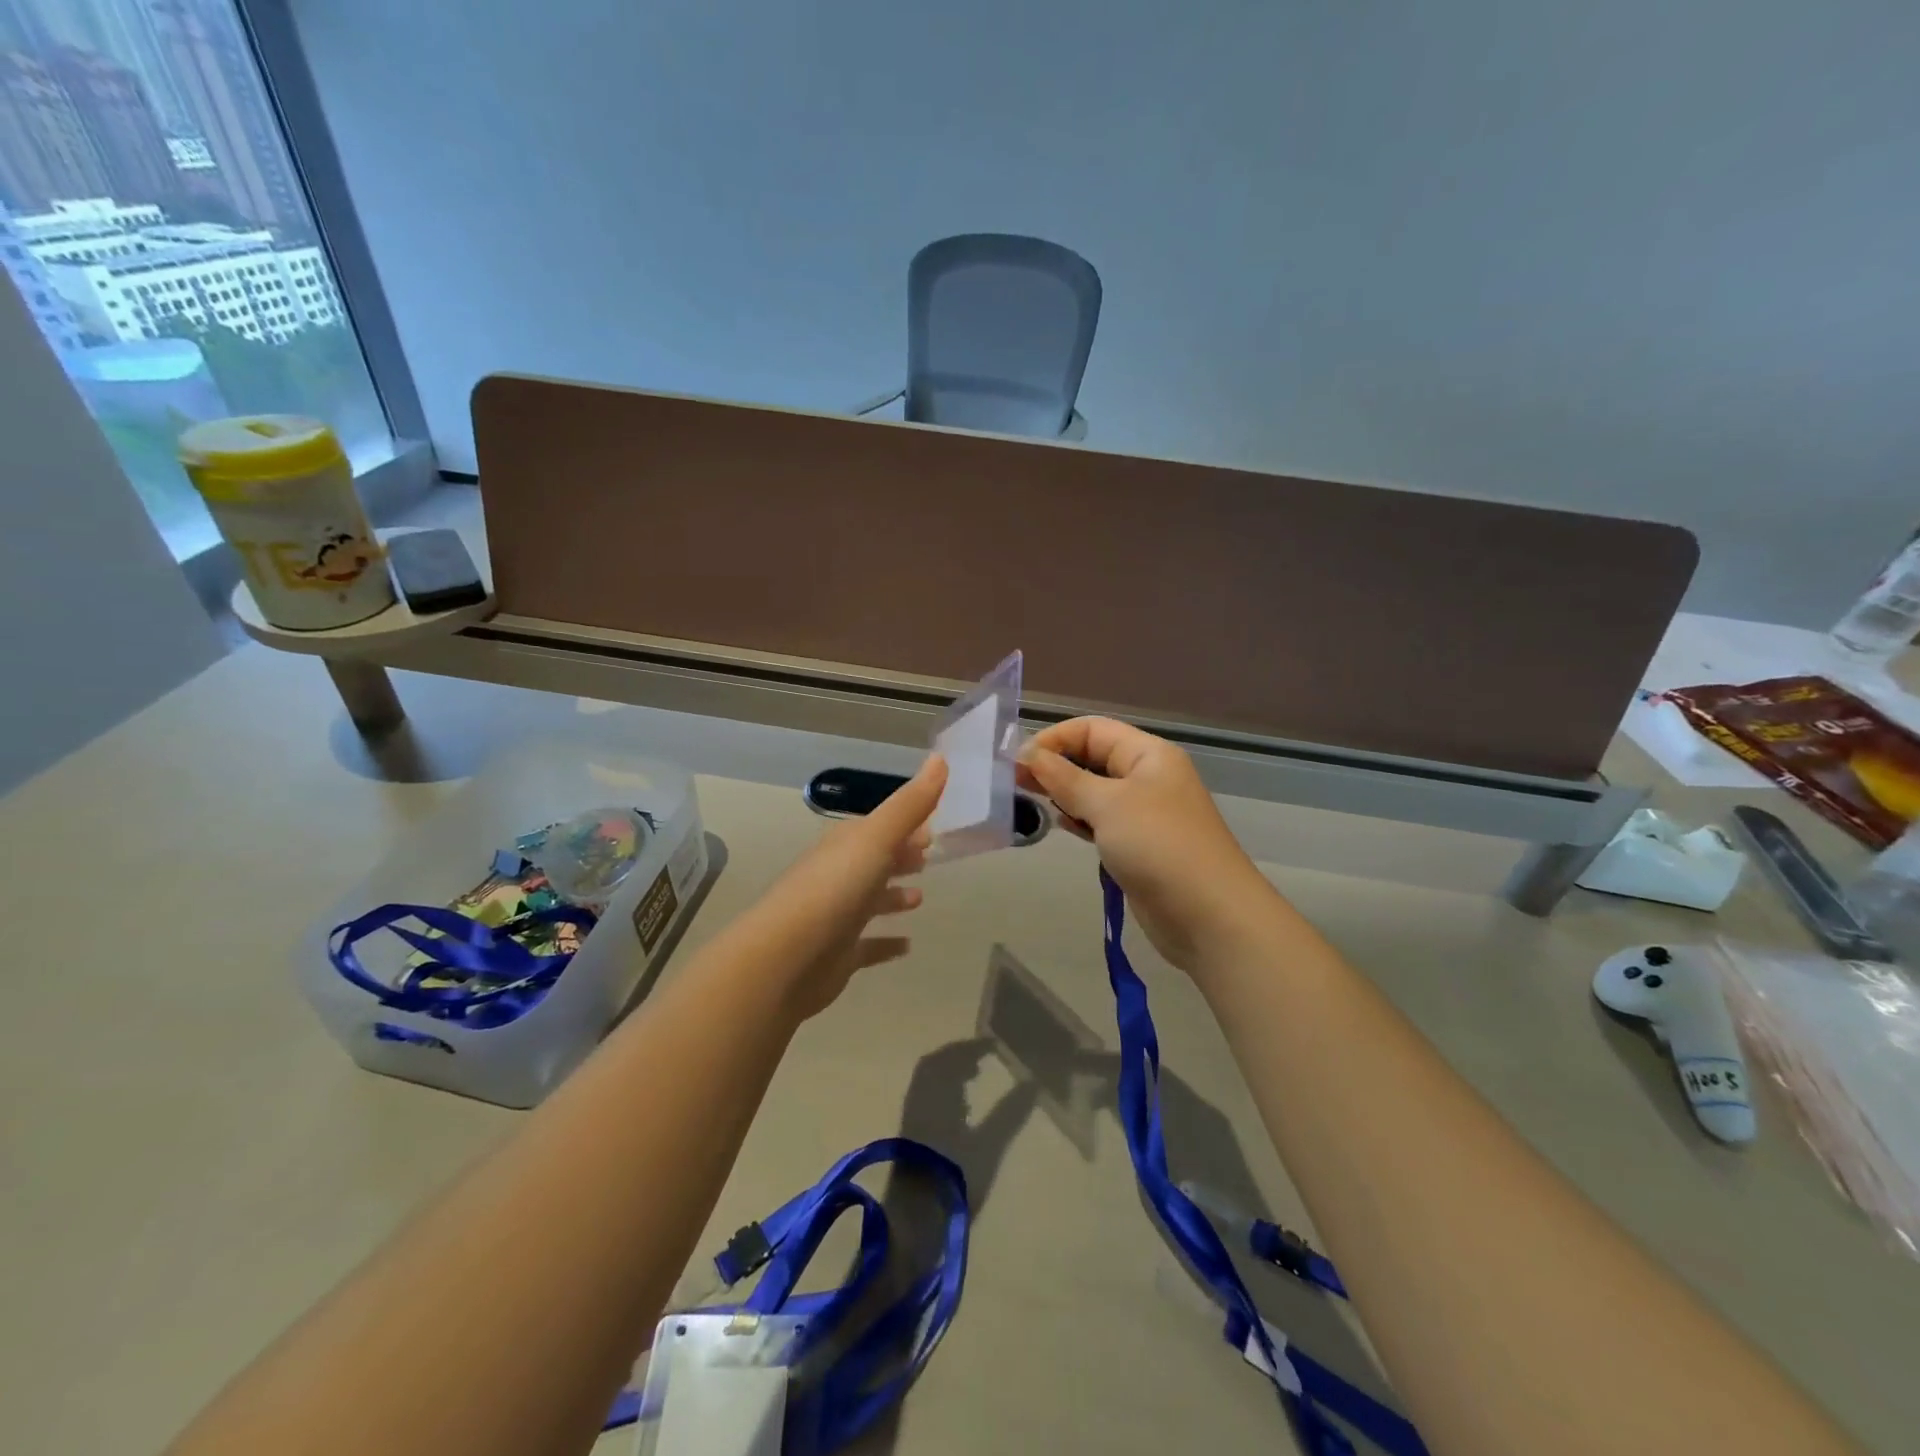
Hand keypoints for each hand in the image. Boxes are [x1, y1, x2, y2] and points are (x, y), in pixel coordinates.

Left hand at [740, 755, 947, 1018]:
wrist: (786, 958)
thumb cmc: (835, 889)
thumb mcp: (876, 838)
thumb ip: (910, 804)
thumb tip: (939, 758)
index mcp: (846, 845)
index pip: (878, 827)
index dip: (905, 825)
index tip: (933, 828)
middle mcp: (838, 875)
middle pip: (873, 861)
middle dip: (900, 856)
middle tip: (930, 857)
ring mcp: (836, 916)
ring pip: (870, 900)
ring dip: (893, 897)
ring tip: (920, 898)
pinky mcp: (837, 956)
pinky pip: (867, 945)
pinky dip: (886, 943)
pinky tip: (907, 945)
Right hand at [1017, 719, 1279, 974]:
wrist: (1207, 914)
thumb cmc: (1157, 845)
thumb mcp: (1107, 804)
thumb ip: (1064, 777)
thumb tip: (1028, 754)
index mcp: (1148, 754)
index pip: (1092, 729)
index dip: (1054, 739)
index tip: (1018, 762)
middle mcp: (1147, 776)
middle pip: (1092, 757)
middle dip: (1054, 765)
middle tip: (1014, 784)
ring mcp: (1144, 813)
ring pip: (1094, 791)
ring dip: (1063, 794)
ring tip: (1029, 804)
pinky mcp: (1138, 845)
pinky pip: (1100, 821)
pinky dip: (1078, 819)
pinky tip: (1057, 825)